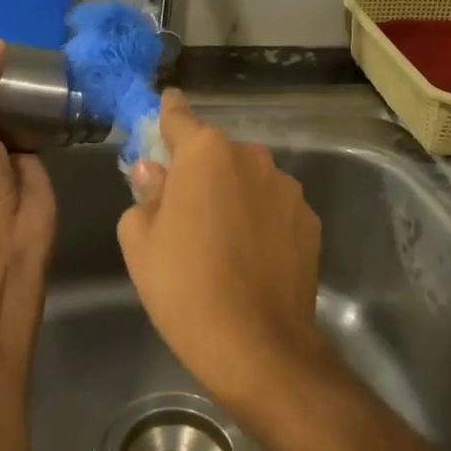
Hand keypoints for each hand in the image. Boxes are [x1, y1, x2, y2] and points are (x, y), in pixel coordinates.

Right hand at [118, 91, 328, 404]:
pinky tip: (250, 256)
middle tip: (183, 209)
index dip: (168, 112)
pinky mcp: (310, 221)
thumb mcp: (140, 241)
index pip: (179, 117)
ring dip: (232, 194)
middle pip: (216, 153)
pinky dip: (259, 219)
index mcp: (205, 154)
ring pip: (248, 180)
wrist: (256, 346)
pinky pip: (273, 207)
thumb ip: (146, 194)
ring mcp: (287, 189)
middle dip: (199, 169)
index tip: (166, 104)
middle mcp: (252, 158)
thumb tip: (155, 172)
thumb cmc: (184, 287)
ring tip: (221, 240)